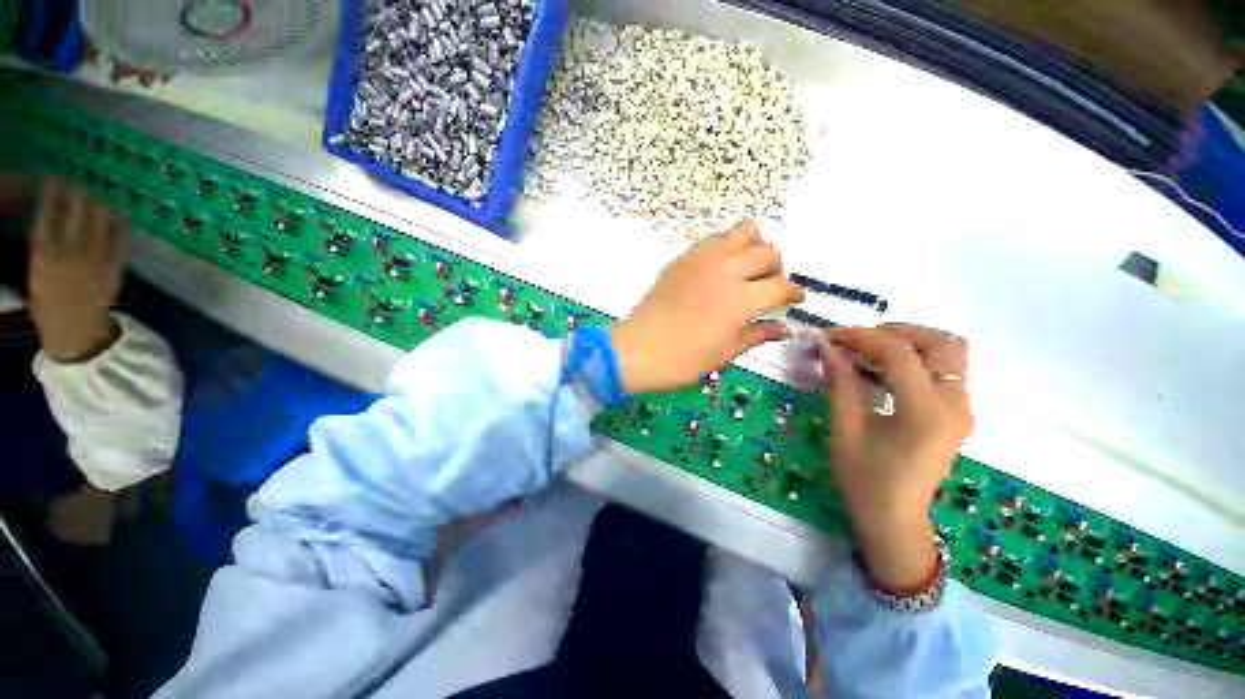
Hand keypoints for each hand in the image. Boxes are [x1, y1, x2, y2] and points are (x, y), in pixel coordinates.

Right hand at [28, 178, 128, 362]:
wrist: (75, 330)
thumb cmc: (50, 300)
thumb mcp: (37, 271)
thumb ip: (45, 244)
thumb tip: (52, 213)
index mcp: (43, 254)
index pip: (48, 212)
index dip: (54, 191)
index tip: (56, 180)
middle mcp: (69, 253)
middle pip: (78, 210)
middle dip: (80, 194)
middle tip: (81, 186)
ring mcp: (95, 260)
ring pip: (102, 220)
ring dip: (101, 205)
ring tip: (100, 199)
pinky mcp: (115, 268)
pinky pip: (122, 239)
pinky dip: (122, 224)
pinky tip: (121, 216)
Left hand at [611, 221, 803, 393]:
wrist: (636, 349)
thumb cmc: (682, 359)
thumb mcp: (724, 353)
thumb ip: (757, 334)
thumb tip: (783, 328)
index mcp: (741, 299)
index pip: (781, 286)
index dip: (794, 294)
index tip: (795, 300)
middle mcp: (726, 271)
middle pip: (768, 252)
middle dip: (777, 269)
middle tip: (769, 287)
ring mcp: (702, 260)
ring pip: (743, 233)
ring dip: (755, 247)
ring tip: (749, 268)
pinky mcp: (683, 258)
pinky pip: (714, 239)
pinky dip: (728, 245)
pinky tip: (724, 264)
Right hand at [821, 324, 972, 588]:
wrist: (894, 519)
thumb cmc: (865, 478)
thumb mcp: (846, 428)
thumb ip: (840, 382)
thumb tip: (827, 348)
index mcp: (925, 411)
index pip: (899, 353)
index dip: (861, 337)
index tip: (830, 336)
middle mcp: (955, 404)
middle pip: (941, 343)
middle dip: (897, 332)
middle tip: (858, 339)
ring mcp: (961, 409)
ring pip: (949, 354)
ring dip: (911, 343)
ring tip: (871, 350)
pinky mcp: (957, 414)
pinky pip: (945, 371)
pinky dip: (917, 359)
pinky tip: (885, 370)